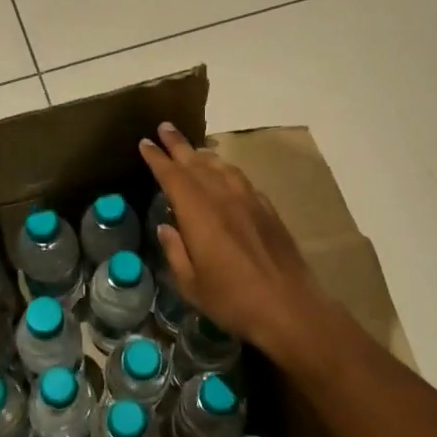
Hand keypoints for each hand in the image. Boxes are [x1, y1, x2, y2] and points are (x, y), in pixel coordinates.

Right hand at [139, 122, 334, 361]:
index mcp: (199, 214)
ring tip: (193, 150)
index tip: (146, 143)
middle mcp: (223, 198)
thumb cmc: (233, 300)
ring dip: (204, 155)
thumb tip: (166, 227)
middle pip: (197, 163)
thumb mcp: (191, 284)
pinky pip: (241, 180)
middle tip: (164, 127)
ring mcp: (249, 202)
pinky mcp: (268, 211)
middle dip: (178, 145)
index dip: (157, 158)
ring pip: (222, 167)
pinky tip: (226, 177)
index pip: (173, 176)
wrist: (290, 308)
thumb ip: (175, 251)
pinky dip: (227, 171)